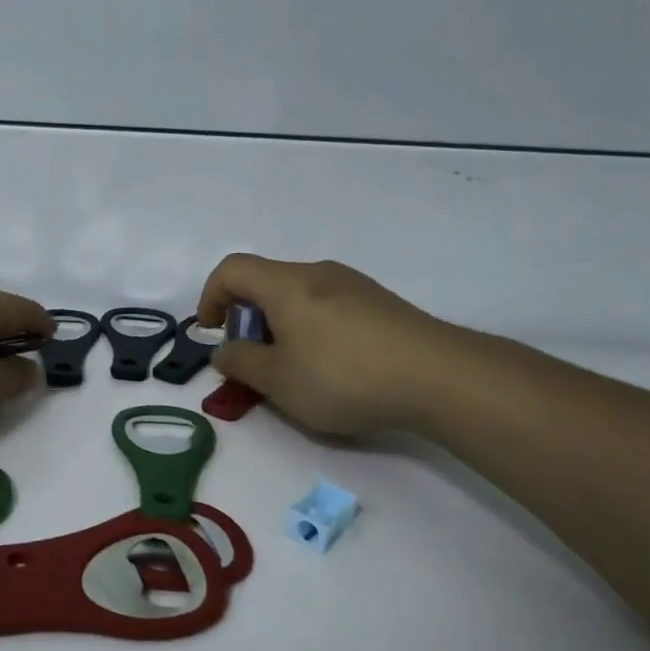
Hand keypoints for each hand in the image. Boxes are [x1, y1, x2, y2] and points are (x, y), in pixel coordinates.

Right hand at [195, 254, 479, 437]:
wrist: (439, 376)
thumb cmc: (344, 376)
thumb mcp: (279, 381)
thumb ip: (241, 363)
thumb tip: (223, 349)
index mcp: (285, 284)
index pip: (231, 269)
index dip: (210, 297)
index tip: (211, 333)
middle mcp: (317, 273)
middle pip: (266, 282)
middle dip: (247, 318)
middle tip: (254, 360)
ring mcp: (354, 285)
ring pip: (299, 295)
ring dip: (281, 325)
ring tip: (294, 369)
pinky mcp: (380, 303)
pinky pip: (329, 306)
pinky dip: (312, 328)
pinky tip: (335, 368)